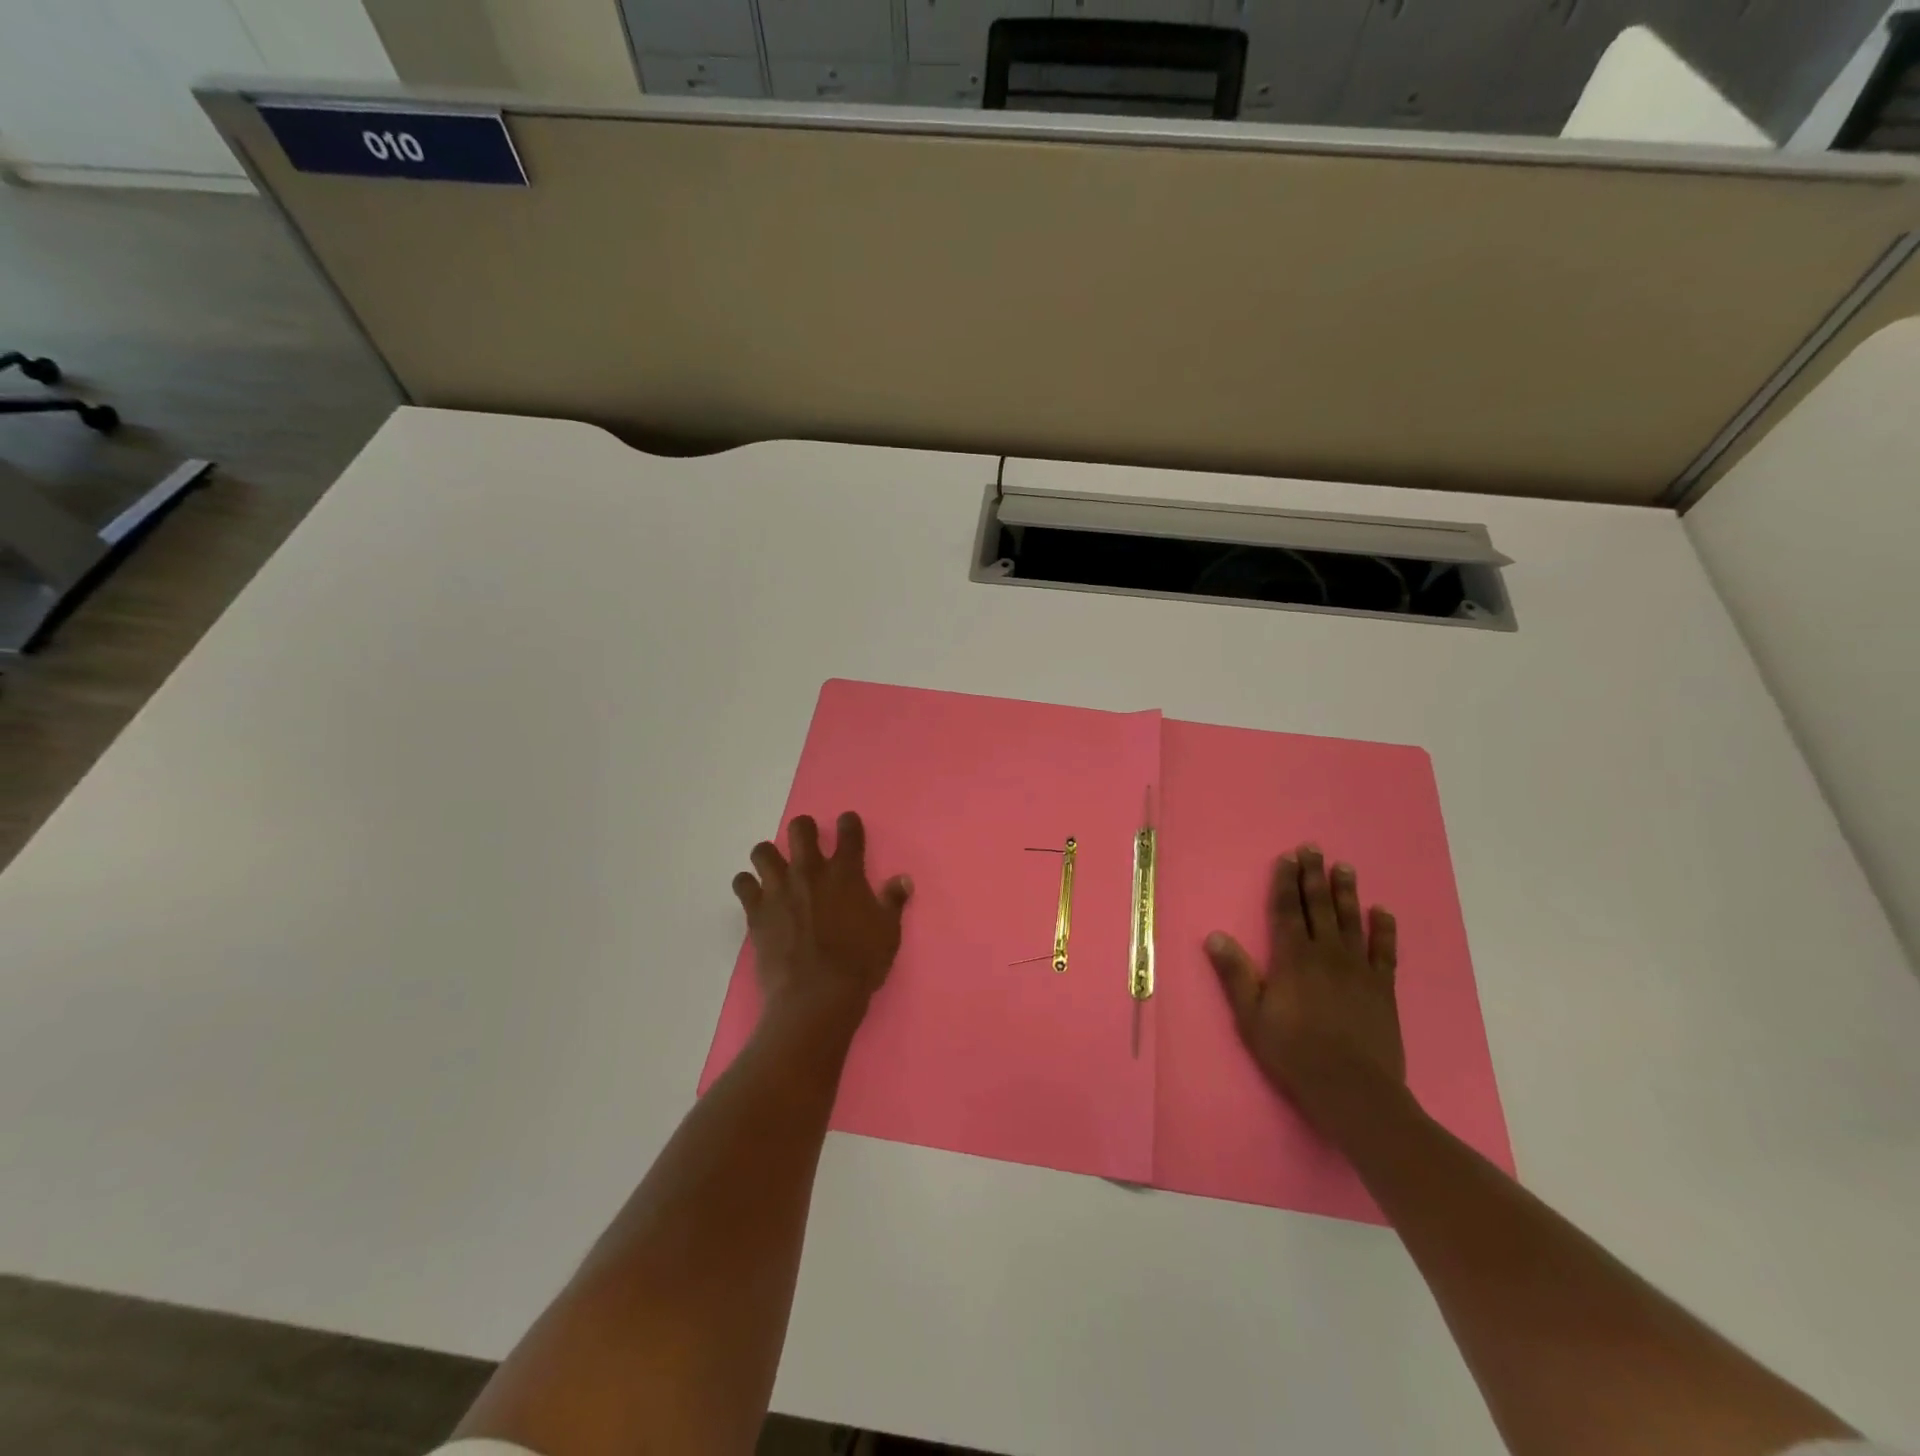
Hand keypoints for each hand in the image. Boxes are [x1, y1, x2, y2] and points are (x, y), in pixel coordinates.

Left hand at [732, 812, 912, 1031]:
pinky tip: (754, 894)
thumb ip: (893, 901)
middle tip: (807, 843)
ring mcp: (779, 889)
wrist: (817, 995)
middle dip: (804, 830)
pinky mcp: (756, 910)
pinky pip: (742, 883)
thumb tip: (903, 880)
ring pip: (763, 851)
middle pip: (800, 829)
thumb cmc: (860, 963)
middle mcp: (810, 871)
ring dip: (769, 855)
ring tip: (775, 869)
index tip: (848, 825)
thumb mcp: (888, 932)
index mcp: (846, 873)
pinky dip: (747, 885)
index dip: (849, 823)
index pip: (849, 832)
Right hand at [1204, 845, 1406, 1131]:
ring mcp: (1358, 970)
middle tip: (1314, 849)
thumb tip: (1215, 936)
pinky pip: (1385, 951)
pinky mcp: (1382, 988)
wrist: (1353, 1091)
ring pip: (1351, 921)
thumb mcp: (1252, 1016)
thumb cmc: (1294, 1053)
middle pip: (1319, 907)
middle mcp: (1326, 954)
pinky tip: (1382, 912)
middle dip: (1314, 876)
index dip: (1286, 882)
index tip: (1287, 858)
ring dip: (1346, 892)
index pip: (1288, 910)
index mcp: (1293, 958)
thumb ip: (1235, 974)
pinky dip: (1384, 930)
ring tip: (1344, 867)